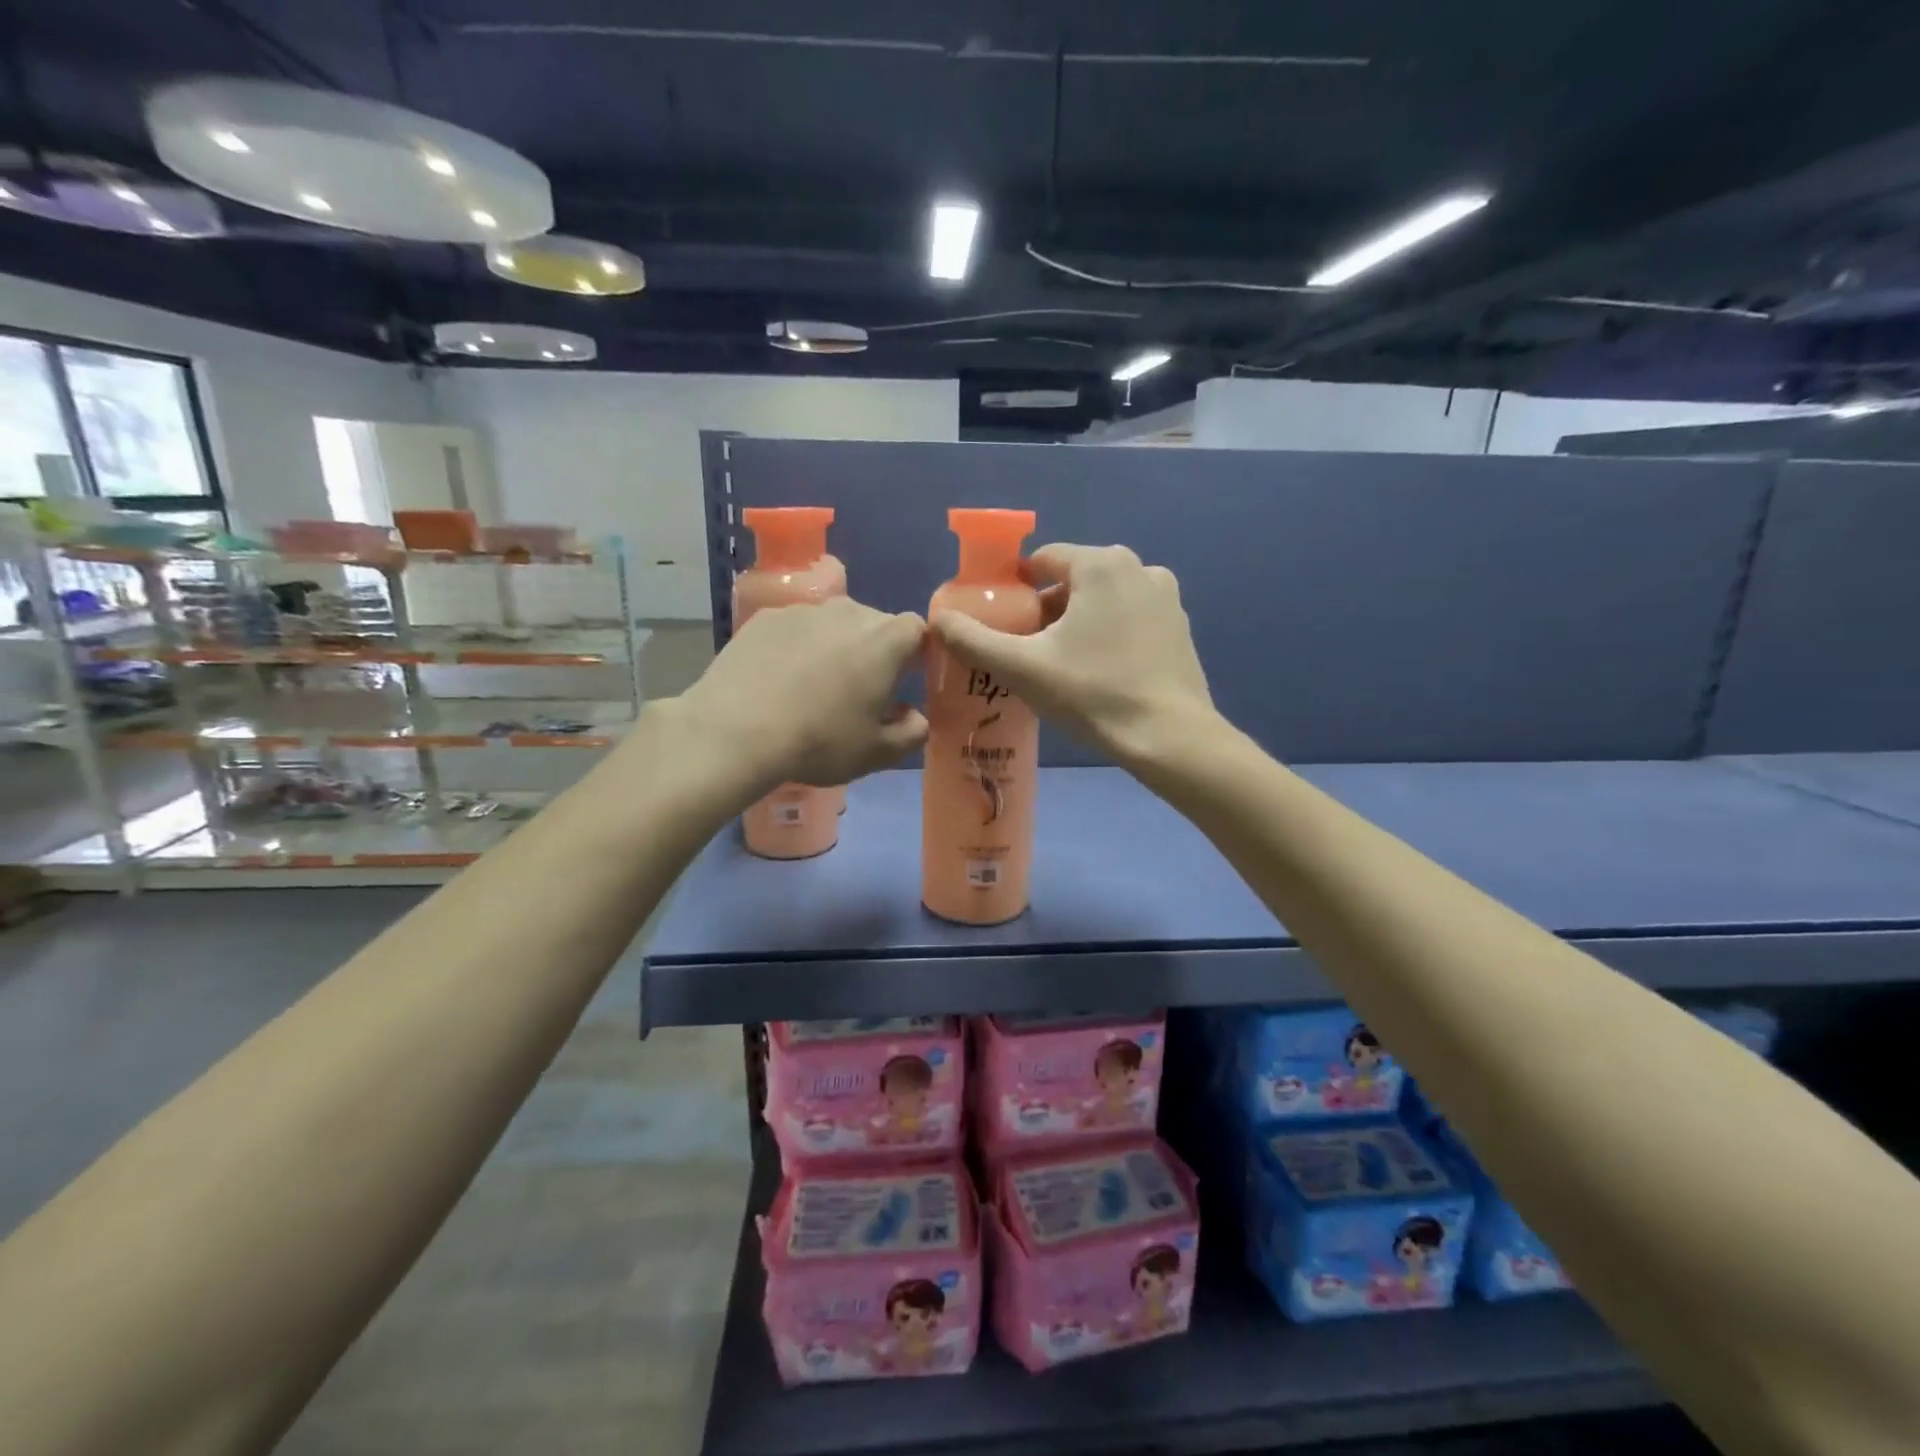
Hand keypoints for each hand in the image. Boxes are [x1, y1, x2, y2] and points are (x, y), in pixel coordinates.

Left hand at [672, 595, 929, 794]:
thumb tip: (916, 718)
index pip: (918, 629)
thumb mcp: (876, 753)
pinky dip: (798, 646)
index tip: (905, 680)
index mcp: (886, 641)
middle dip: (876, 651)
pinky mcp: (766, 617)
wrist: (736, 730)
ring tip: (815, 685)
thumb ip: (911, 733)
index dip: (916, 652)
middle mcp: (850, 612)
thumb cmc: (819, 741)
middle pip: (876, 623)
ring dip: (836, 646)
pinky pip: (796, 628)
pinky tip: (780, 679)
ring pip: (834, 623)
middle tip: (859, 691)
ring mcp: (804, 610)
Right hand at [930, 543, 1214, 765]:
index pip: (1043, 560)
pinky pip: (1129, 617)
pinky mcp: (1179, 626)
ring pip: (1102, 599)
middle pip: (1073, 580)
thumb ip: (974, 640)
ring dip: (1077, 622)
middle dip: (1046, 609)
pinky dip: (1108, 633)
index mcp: (1101, 565)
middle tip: (1027, 650)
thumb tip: (938, 620)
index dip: (1015, 588)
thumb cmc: (1093, 693)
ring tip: (1060, 664)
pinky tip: (1099, 671)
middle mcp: (1139, 567)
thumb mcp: (1023, 667)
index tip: (1002, 623)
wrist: (1169, 737)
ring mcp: (1165, 596)